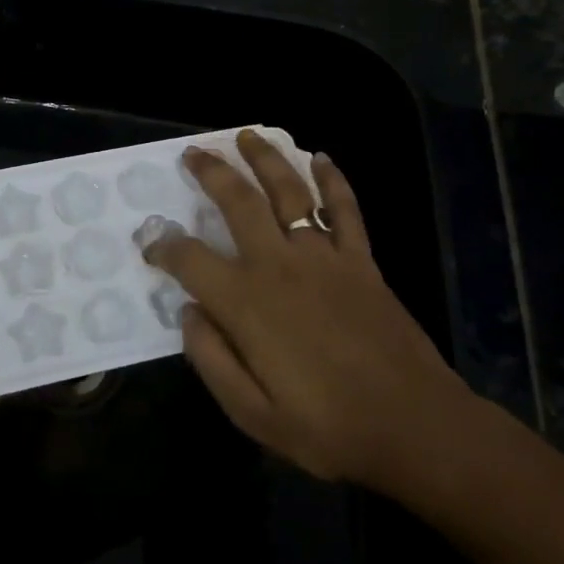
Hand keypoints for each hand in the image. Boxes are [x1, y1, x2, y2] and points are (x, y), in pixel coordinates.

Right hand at [142, 131, 472, 489]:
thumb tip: (188, 313)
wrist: (413, 425)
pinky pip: (346, 210)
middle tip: (193, 154)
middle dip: (211, 173)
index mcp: (246, 304)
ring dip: (266, 159)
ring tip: (247, 136)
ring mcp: (325, 258)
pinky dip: (333, 180)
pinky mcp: (362, 261)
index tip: (150, 240)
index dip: (163, 245)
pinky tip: (321, 158)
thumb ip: (211, 359)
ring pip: (290, 192)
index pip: (190, 260)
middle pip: (238, 203)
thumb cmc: (326, 427)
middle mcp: (280, 266)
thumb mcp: (251, 413)